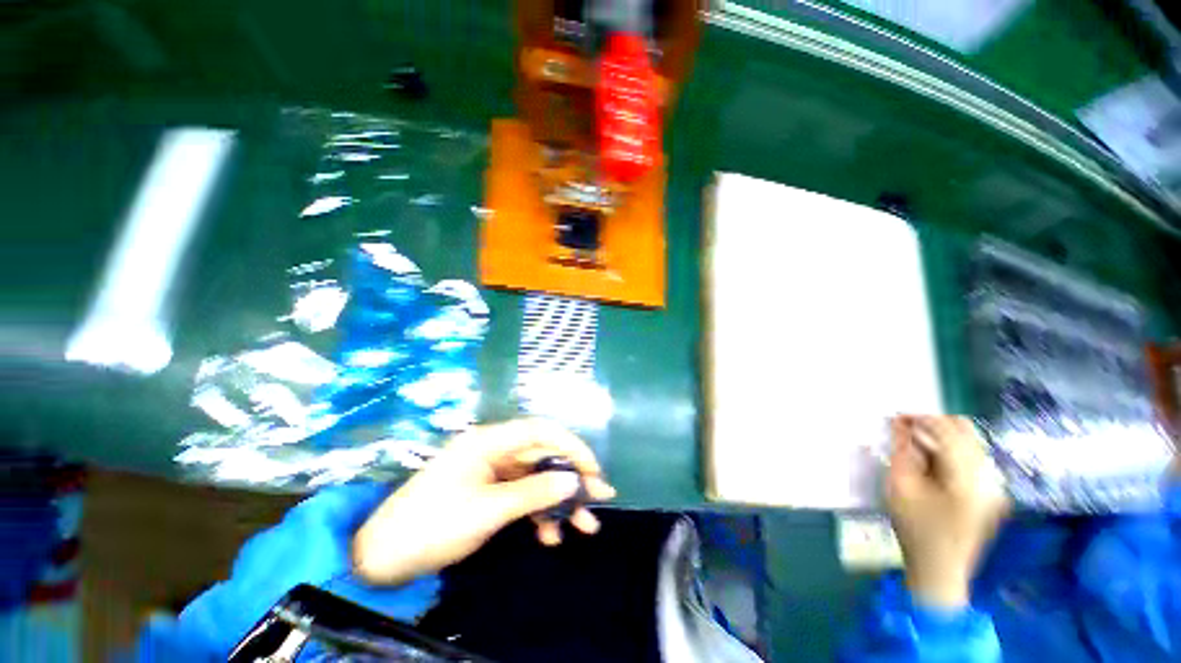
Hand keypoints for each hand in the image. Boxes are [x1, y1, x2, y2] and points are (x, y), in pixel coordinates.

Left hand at [352, 419, 615, 584]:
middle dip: (571, 477)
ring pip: (536, 479)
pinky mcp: (490, 493)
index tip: (592, 469)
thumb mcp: (488, 509)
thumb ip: (533, 493)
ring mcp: (493, 473)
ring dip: (559, 501)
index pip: (540, 432)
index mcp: (490, 441)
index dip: (571, 446)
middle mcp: (495, 450)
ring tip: (585, 526)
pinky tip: (550, 536)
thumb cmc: (433, 524)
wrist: (384, 557)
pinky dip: (538, 514)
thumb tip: (574, 482)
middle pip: (543, 457)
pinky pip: (522, 497)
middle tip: (600, 498)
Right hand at [887, 415, 1008, 608]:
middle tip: (905, 431)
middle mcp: (989, 477)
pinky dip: (950, 451)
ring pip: (970, 442)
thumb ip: (902, 451)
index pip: (949, 430)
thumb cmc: (916, 529)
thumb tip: (900, 423)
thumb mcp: (900, 488)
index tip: (897, 417)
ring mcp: (995, 485)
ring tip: (915, 448)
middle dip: (933, 425)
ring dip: (941, 438)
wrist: (941, 570)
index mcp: (968, 478)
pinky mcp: (993, 492)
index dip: (921, 418)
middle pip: (966, 431)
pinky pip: (973, 457)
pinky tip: (931, 463)